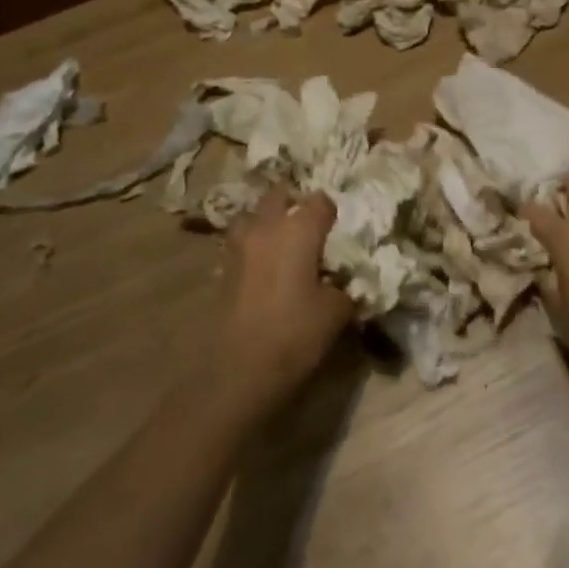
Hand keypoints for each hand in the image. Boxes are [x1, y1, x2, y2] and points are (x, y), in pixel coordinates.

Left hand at [215, 187, 351, 409]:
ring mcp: (239, 246)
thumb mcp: (336, 312)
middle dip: (294, 205)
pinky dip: (254, 248)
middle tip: (310, 229)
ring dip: (268, 223)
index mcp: (299, 228)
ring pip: (254, 216)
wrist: (238, 371)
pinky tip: (267, 271)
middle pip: (279, 196)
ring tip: (283, 245)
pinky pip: (242, 243)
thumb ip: (345, 288)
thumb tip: (345, 284)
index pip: (321, 201)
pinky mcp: (223, 269)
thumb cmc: (295, 333)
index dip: (332, 213)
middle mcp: (266, 227)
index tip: (340, 231)